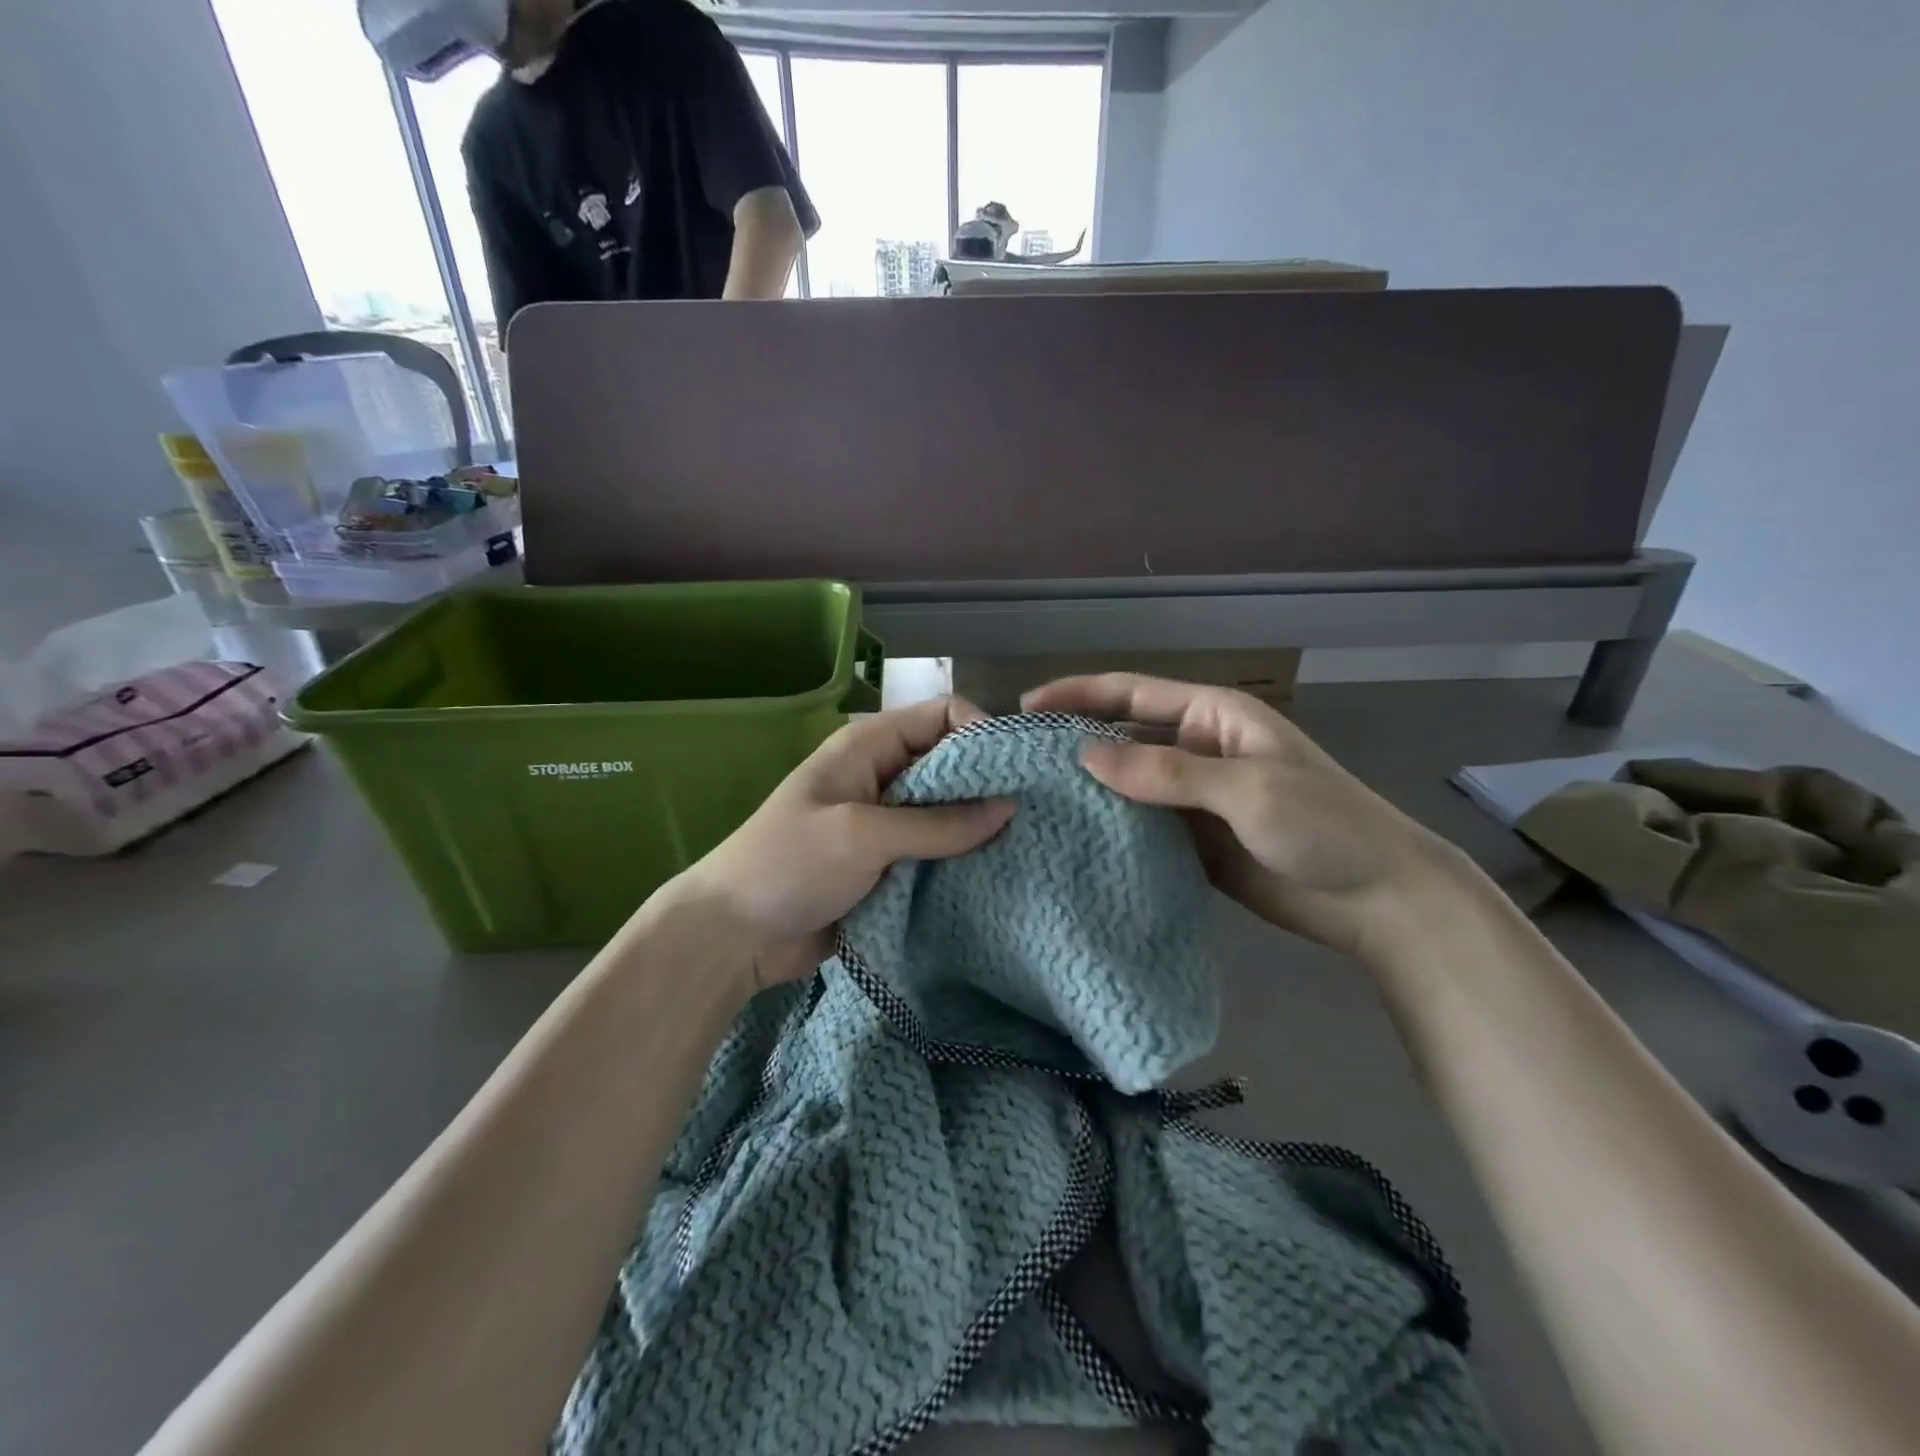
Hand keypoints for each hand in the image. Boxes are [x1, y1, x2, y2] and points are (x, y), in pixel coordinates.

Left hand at [670, 696, 1016, 987]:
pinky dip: (962, 861)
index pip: (942, 715)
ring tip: (1026, 848)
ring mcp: (887, 824)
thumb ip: (938, 823)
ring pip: (949, 813)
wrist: (733, 935)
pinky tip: (996, 876)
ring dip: (979, 828)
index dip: (981, 733)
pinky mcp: (889, 865)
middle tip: (1035, 814)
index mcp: (869, 747)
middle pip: (952, 765)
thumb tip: (1009, 807)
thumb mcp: (863, 836)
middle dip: (990, 785)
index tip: (1016, 773)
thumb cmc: (790, 865)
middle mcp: (884, 777)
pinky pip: (937, 853)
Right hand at [1022, 674, 1467, 958]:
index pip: (1132, 693)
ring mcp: (1193, 798)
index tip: (1026, 707)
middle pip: (1123, 737)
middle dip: (1073, 744)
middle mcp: (1196, 749)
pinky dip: (1109, 829)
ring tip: (1029, 802)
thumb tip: (1084, 755)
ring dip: (1087, 790)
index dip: (1078, 694)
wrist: (1377, 898)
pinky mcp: (1192, 840)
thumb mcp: (1246, 788)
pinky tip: (1071, 839)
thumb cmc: (1323, 823)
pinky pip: (1141, 826)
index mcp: (1212, 716)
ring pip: (1127, 784)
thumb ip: (1166, 772)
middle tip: (1015, 762)